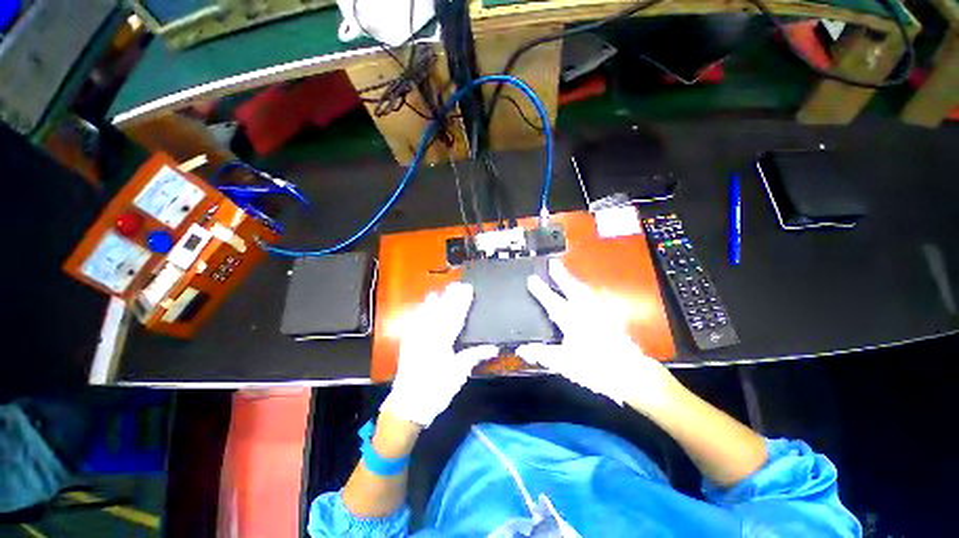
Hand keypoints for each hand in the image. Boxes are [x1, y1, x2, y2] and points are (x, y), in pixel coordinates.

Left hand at [381, 282, 497, 426]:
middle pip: (441, 312)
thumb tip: (493, 348)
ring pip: (426, 314)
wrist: (408, 405)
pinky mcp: (408, 342)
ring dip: (434, 301)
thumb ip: (474, 357)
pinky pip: (414, 322)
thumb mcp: (458, 374)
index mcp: (442, 342)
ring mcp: (415, 337)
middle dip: (450, 297)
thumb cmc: (436, 391)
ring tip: (440, 289)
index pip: (455, 317)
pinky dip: (419, 311)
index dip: (462, 302)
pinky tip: (422, 305)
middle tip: (457, 284)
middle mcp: (428, 335)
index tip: (468, 289)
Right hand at [516, 259, 672, 406]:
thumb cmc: (594, 368)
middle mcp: (586, 313)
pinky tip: (590, 292)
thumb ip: (542, 354)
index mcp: (573, 321)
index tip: (531, 279)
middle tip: (553, 263)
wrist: (628, 373)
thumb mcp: (564, 363)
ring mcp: (600, 313)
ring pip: (585, 291)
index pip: (553, 302)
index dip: (541, 291)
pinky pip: (597, 298)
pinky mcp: (610, 318)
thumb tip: (522, 349)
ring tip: (567, 273)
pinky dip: (589, 292)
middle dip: (561, 275)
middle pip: (572, 289)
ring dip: (575, 280)